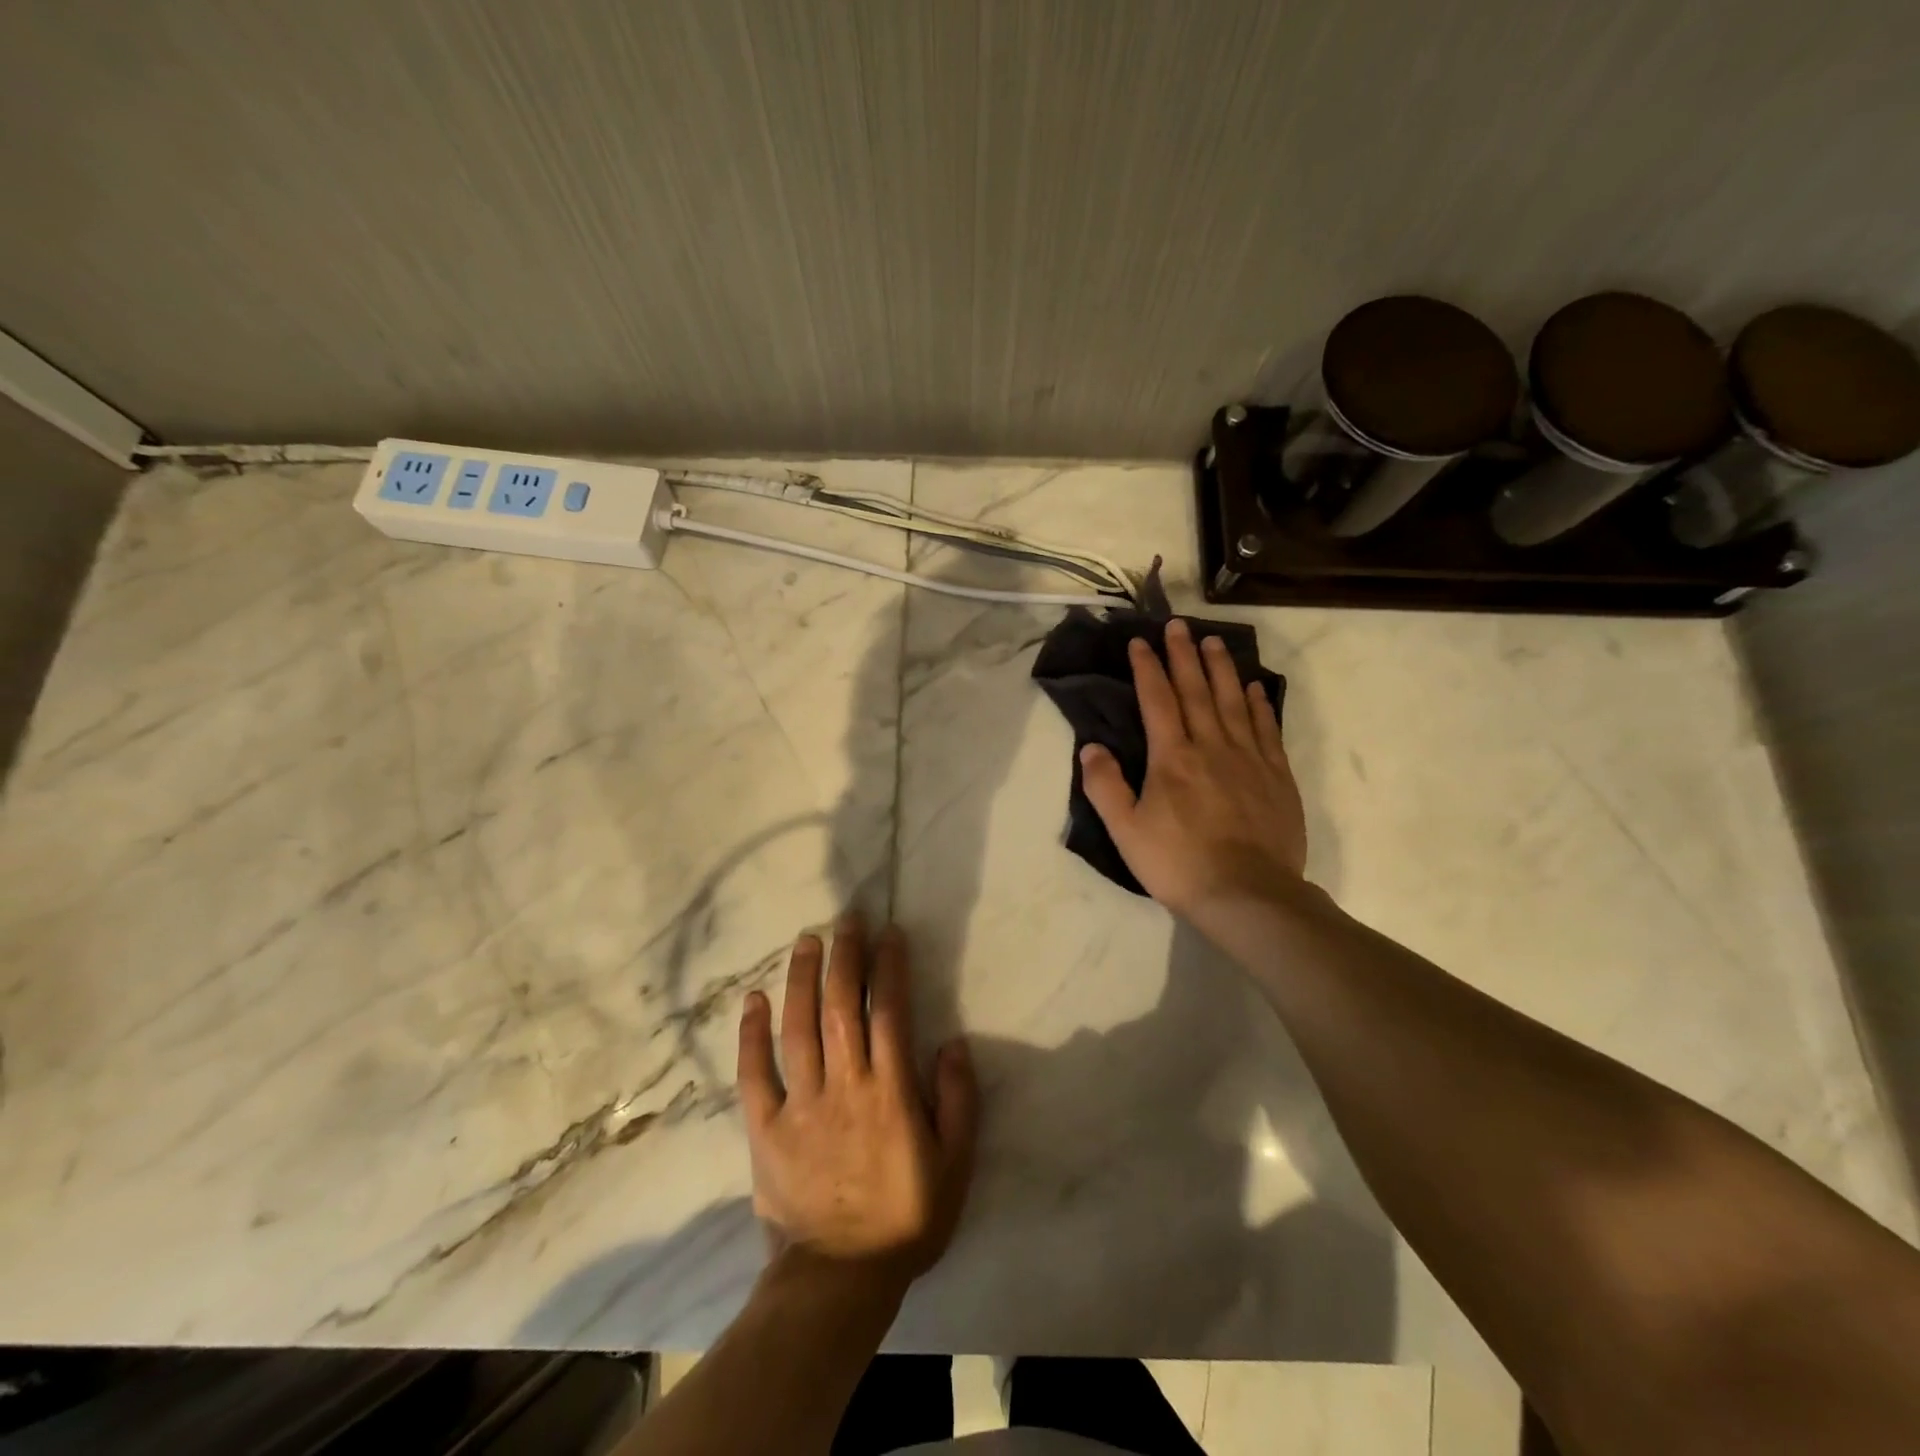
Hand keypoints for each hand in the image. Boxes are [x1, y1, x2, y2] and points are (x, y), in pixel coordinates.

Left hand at [736, 916, 977, 1291]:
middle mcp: (844, 1086)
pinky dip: (752, 1035)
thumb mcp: (955, 1166)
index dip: (890, 967)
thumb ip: (959, 1101)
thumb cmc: (905, 1219)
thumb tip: (954, 1043)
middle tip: (846, 919)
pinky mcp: (766, 1128)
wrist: (839, 1281)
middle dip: (845, 957)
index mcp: (890, 1092)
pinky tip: (754, 1000)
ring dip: (802, 980)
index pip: (890, 1012)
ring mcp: (800, 1104)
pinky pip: (754, 1075)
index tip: (889, 933)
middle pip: (841, 1007)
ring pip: (798, 1028)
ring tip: (806, 941)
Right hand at [1079, 618, 1307, 928]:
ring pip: (1233, 701)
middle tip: (1178, 625)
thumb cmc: (1179, 864)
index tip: (1141, 641)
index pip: (1157, 700)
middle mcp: (1211, 746)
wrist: (1248, 895)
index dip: (1148, 668)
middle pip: (1196, 690)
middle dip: (1184, 655)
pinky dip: (1259, 704)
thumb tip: (1090, 747)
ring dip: (1222, 669)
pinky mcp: (1277, 776)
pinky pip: (1267, 729)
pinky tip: (1255, 688)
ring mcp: (1249, 758)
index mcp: (1172, 758)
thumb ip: (1105, 787)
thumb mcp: (1126, 831)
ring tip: (1214, 641)